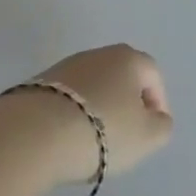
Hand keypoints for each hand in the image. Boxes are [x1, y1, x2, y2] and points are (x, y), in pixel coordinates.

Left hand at [33, 44, 174, 179]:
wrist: (33, 134)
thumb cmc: (102, 131)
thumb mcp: (147, 137)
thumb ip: (161, 126)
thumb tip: (157, 118)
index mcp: (129, 58)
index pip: (153, 75)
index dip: (158, 102)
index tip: (153, 129)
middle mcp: (98, 54)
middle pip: (121, 77)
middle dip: (126, 104)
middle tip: (125, 135)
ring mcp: (64, 67)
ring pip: (92, 87)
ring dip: (98, 110)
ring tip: (93, 142)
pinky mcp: (37, 84)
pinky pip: (66, 99)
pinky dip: (72, 116)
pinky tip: (67, 140)